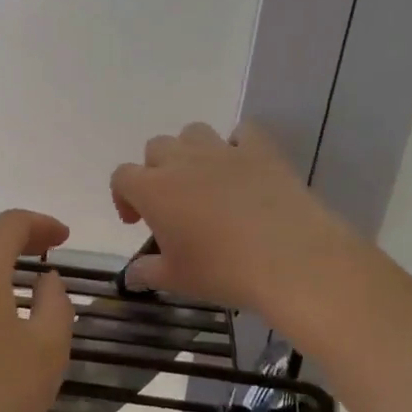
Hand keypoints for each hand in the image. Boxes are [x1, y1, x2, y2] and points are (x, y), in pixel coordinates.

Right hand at [109, 123, 367, 339]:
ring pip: (193, 132)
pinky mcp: (259, 149)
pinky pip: (243, 132)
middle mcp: (182, 160)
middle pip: (156, 148)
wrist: (289, 259)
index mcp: (153, 189)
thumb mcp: (178, 280)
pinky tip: (245, 168)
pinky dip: (239, 144)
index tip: (137, 222)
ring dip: (192, 151)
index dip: (123, 196)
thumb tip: (132, 275)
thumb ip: (149, 272)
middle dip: (157, 170)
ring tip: (205, 181)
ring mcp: (222, 150)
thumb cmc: (224, 271)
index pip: (122, 177)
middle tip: (173, 203)